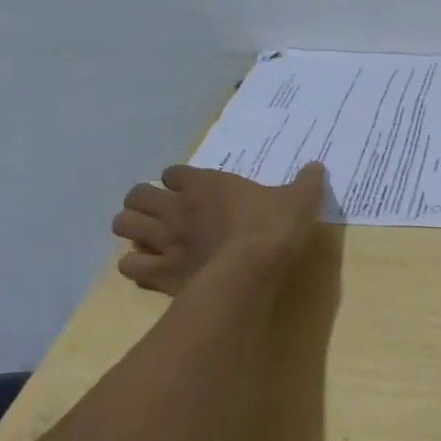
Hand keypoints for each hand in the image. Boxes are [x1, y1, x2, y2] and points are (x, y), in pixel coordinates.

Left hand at [112, 163, 326, 296]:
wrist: (252, 269)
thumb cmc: (274, 228)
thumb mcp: (301, 198)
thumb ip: (307, 182)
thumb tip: (316, 167)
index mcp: (205, 184)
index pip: (172, 172)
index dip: (179, 180)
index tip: (191, 189)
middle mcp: (176, 208)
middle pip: (137, 195)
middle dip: (144, 202)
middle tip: (163, 213)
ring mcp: (164, 241)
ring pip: (124, 226)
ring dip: (133, 230)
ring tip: (149, 238)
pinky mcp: (159, 273)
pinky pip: (129, 267)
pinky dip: (136, 266)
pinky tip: (152, 269)